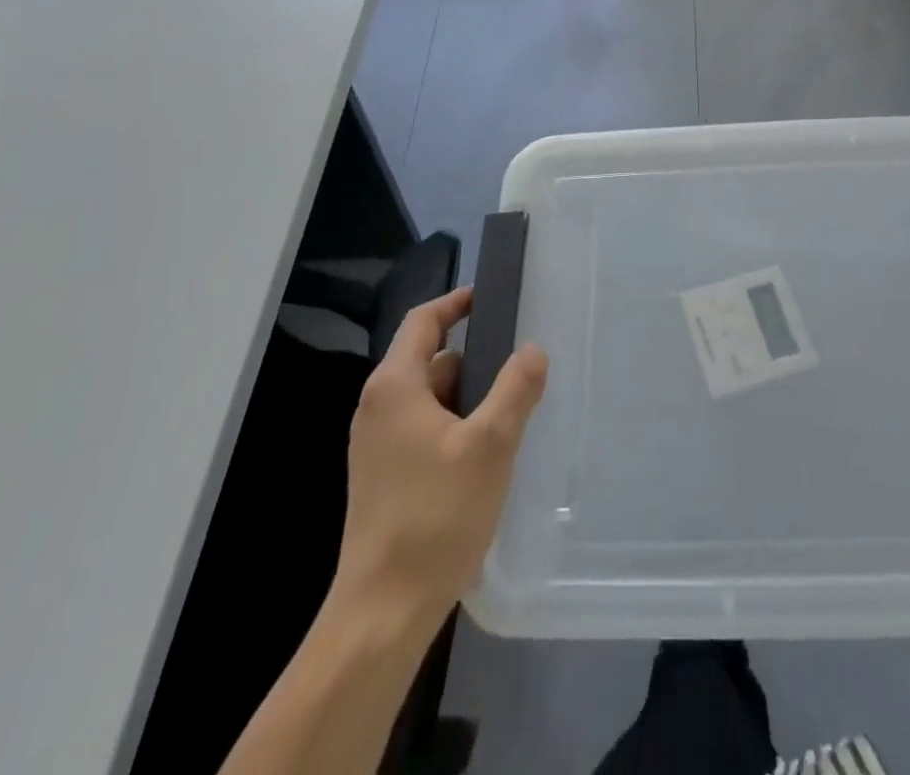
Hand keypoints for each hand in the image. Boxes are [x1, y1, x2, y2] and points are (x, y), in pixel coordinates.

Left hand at [335, 287, 548, 627]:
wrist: (382, 611)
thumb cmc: (436, 516)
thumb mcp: (490, 445)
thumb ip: (515, 390)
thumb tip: (532, 350)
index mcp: (395, 386)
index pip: (423, 321)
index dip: (456, 303)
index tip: (489, 296)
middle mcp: (378, 407)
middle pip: (429, 359)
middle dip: (474, 356)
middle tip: (519, 360)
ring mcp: (377, 445)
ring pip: (429, 398)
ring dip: (467, 396)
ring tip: (512, 407)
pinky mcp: (384, 476)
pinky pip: (423, 429)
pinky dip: (455, 424)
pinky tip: (486, 451)